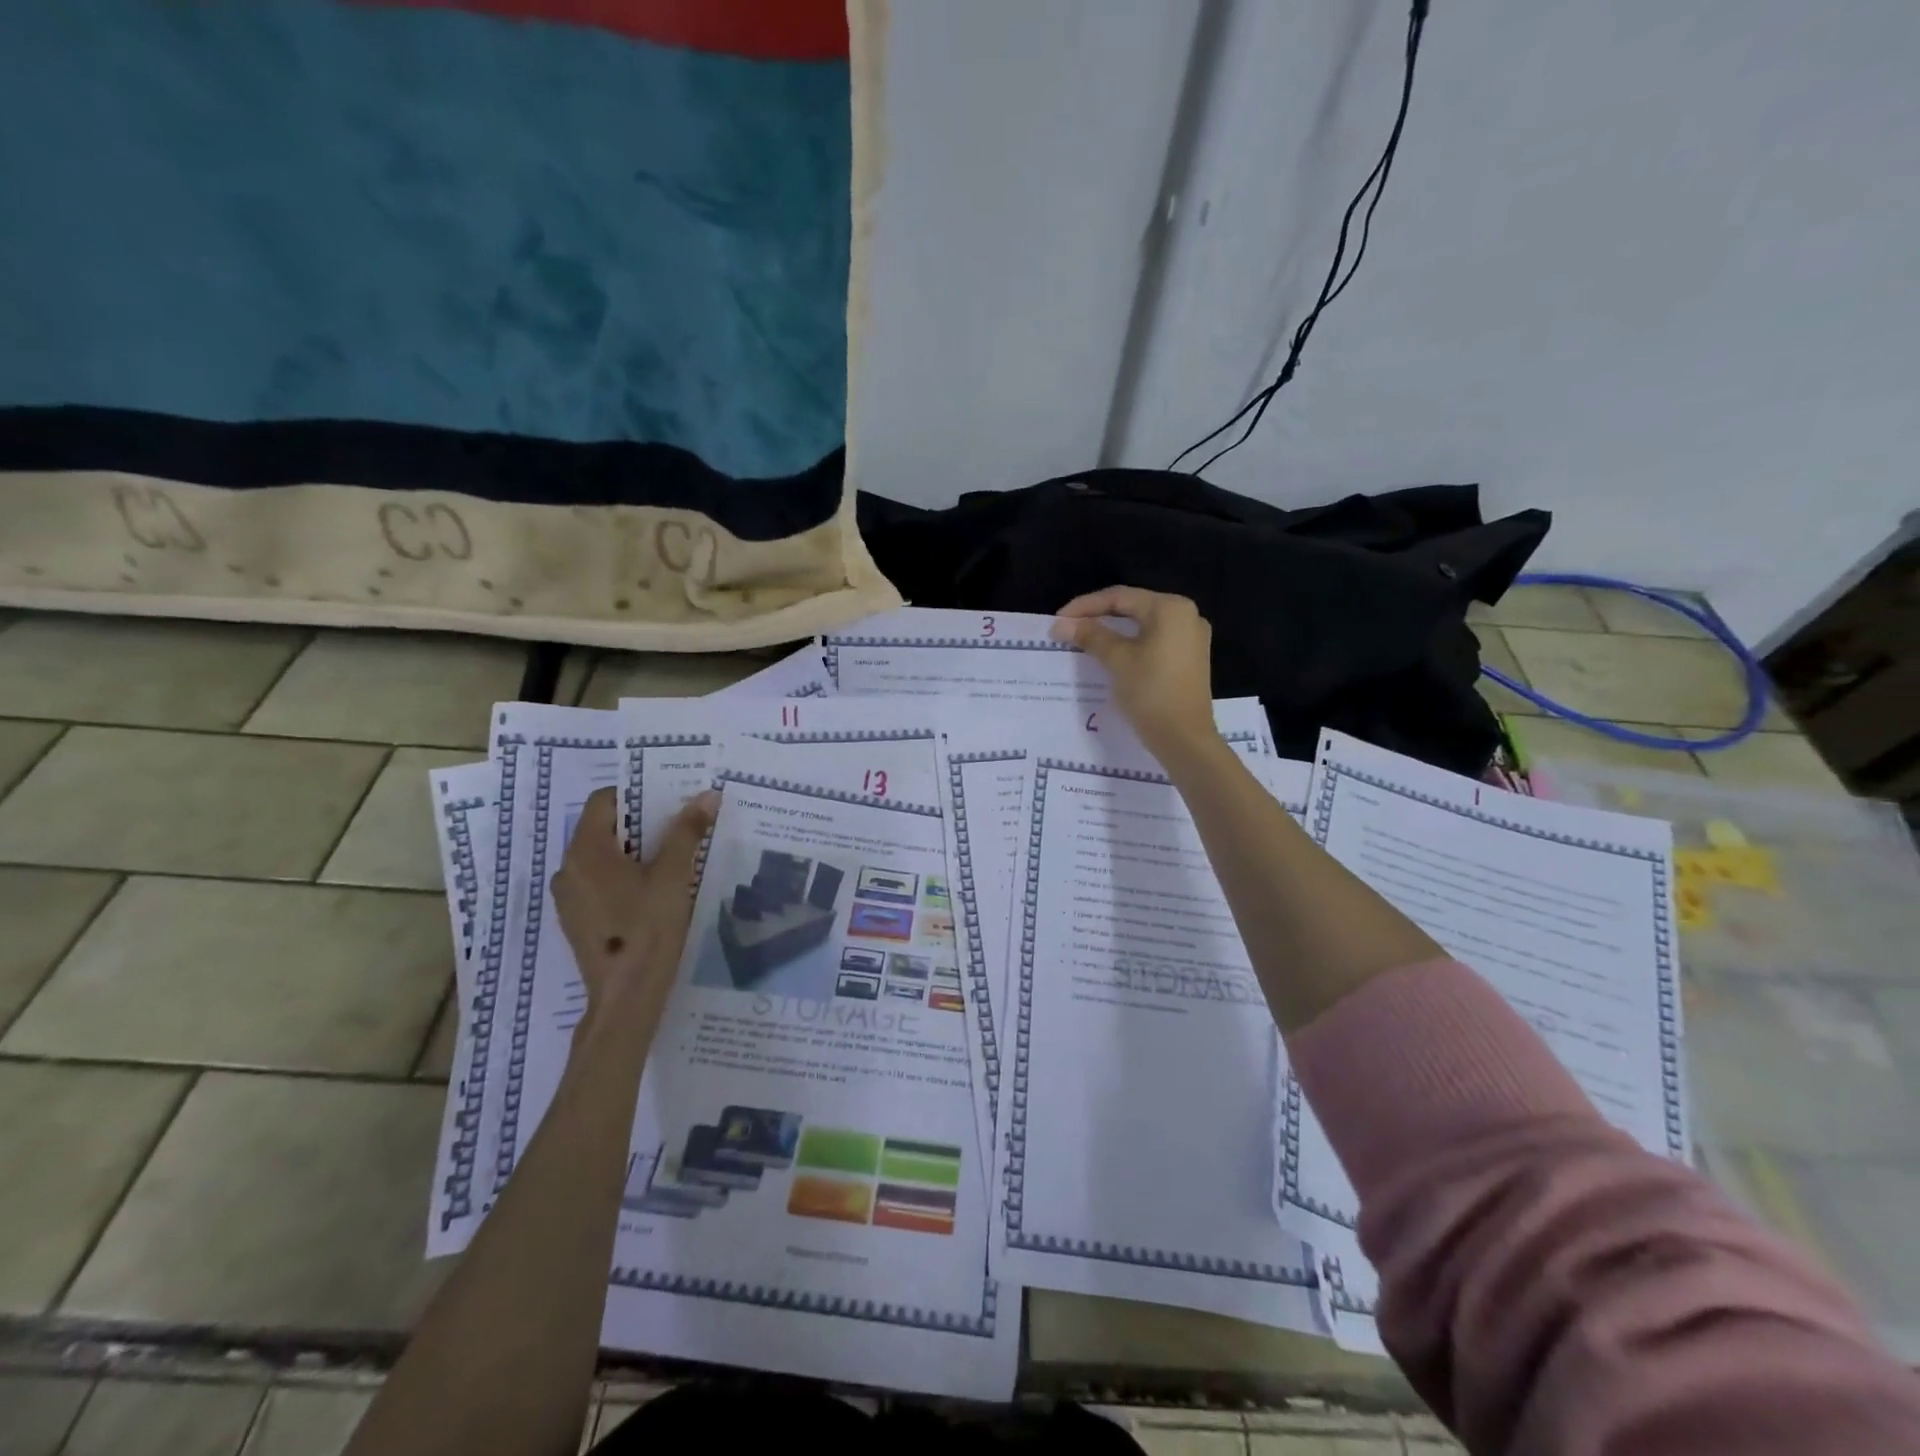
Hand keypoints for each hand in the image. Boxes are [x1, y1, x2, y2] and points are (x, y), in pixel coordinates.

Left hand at [551, 786, 718, 1037]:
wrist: (626, 997)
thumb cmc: (648, 929)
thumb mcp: (674, 876)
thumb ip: (687, 832)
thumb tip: (707, 795)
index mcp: (585, 852)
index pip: (604, 801)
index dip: (637, 794)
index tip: (671, 799)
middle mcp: (568, 869)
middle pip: (604, 828)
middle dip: (643, 823)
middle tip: (681, 825)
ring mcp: (569, 898)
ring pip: (603, 857)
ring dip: (636, 851)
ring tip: (674, 857)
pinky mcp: (579, 920)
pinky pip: (600, 882)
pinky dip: (625, 876)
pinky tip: (656, 891)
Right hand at [1052, 586, 1218, 762]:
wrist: (1184, 739)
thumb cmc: (1151, 692)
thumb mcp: (1117, 660)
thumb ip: (1090, 636)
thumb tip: (1061, 624)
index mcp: (1171, 608)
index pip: (1120, 597)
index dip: (1086, 606)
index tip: (1059, 620)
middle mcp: (1187, 615)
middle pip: (1133, 607)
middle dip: (1099, 616)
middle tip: (1069, 628)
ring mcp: (1192, 637)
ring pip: (1143, 625)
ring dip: (1113, 630)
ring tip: (1085, 639)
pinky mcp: (1190, 658)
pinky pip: (1154, 640)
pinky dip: (1131, 643)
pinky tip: (1111, 652)